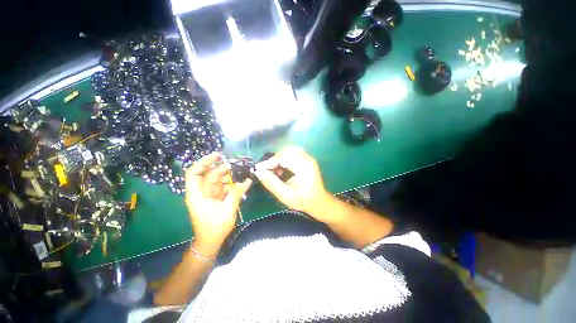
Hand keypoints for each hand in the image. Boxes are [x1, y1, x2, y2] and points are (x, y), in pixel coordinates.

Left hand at [185, 153, 251, 255]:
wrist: (211, 242)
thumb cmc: (214, 228)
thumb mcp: (227, 210)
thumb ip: (236, 194)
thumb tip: (247, 181)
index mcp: (197, 195)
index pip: (194, 173)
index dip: (204, 162)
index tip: (217, 156)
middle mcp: (201, 192)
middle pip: (209, 174)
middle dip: (222, 168)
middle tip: (236, 164)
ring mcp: (209, 194)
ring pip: (218, 179)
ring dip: (229, 176)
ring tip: (242, 172)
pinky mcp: (216, 197)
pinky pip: (224, 186)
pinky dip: (232, 183)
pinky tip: (242, 181)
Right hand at [254, 147, 331, 216]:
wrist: (320, 202)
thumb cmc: (303, 201)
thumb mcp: (285, 195)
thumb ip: (271, 183)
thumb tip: (258, 172)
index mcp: (304, 167)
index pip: (284, 157)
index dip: (270, 162)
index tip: (259, 169)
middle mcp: (307, 159)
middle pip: (286, 151)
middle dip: (274, 159)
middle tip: (266, 170)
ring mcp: (308, 158)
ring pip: (289, 151)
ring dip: (279, 158)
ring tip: (274, 170)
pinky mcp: (307, 160)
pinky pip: (292, 154)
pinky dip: (284, 159)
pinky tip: (281, 170)